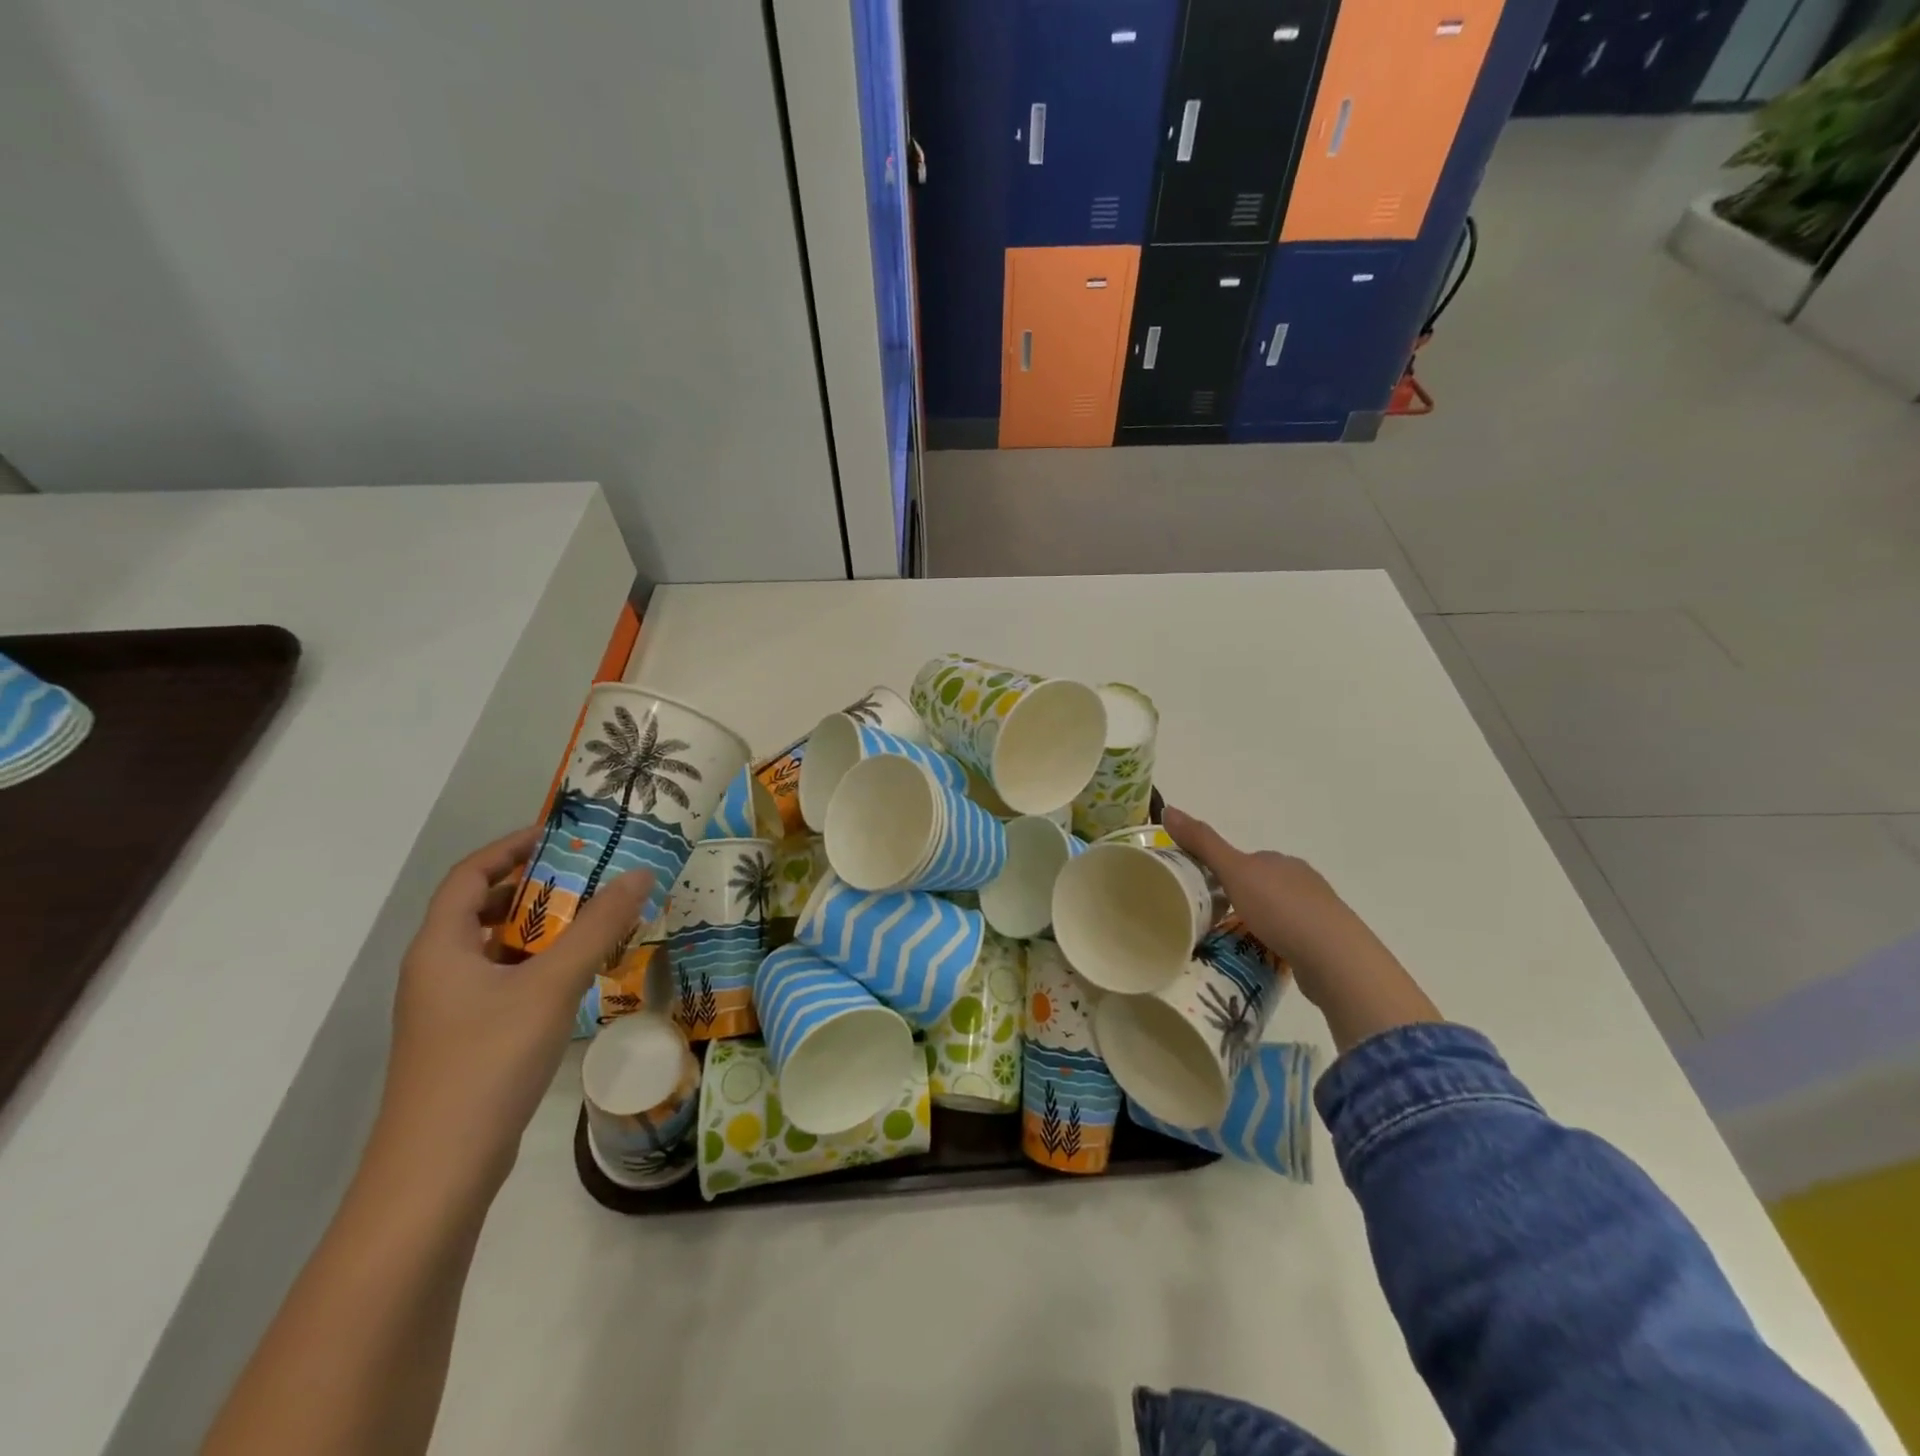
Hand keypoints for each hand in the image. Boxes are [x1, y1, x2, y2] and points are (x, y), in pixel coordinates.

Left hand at [371, 826, 653, 1199]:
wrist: (438, 1173)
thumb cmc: (488, 1062)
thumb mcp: (551, 985)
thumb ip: (598, 927)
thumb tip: (640, 872)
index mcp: (441, 946)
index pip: (469, 874)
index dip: (511, 847)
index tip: (561, 835)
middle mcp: (438, 970)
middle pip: (482, 908)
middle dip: (536, 887)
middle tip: (591, 875)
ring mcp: (450, 1009)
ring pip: (497, 948)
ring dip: (542, 928)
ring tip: (596, 918)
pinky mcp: (467, 1039)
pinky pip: (505, 981)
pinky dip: (540, 965)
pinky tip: (580, 974)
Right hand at [1163, 806, 1439, 1052]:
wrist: (1335, 958)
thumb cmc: (1281, 909)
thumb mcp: (1234, 872)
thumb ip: (1203, 843)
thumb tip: (1168, 808)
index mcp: (1280, 861)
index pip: (1245, 860)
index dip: (1222, 872)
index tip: (1202, 892)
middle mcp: (1302, 880)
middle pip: (1261, 885)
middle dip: (1240, 898)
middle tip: (1212, 920)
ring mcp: (1317, 912)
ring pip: (1278, 911)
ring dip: (1258, 921)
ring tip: (1233, 941)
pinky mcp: (1325, 943)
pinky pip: (1292, 936)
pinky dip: (1276, 942)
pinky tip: (1264, 955)